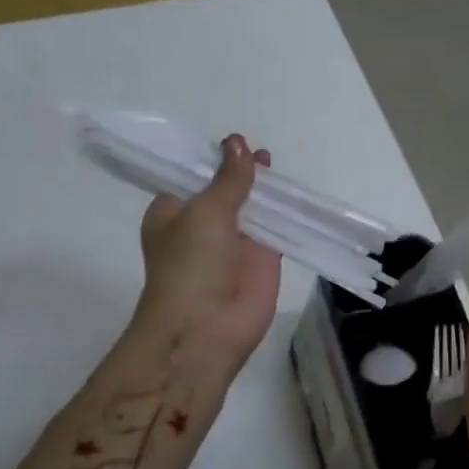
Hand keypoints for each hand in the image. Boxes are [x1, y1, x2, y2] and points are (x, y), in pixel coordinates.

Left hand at [134, 134, 282, 371]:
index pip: (191, 176)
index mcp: (173, 212)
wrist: (206, 328)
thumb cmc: (190, 263)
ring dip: (262, 187)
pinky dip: (284, 210)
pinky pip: (275, 227)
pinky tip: (294, 190)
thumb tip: (237, 141)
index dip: (210, 158)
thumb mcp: (205, 210)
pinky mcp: (262, 259)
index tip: (231, 139)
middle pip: (224, 189)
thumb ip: (228, 178)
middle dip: (239, 170)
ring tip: (273, 159)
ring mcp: (233, 242)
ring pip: (251, 206)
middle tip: (256, 147)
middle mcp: (201, 225)